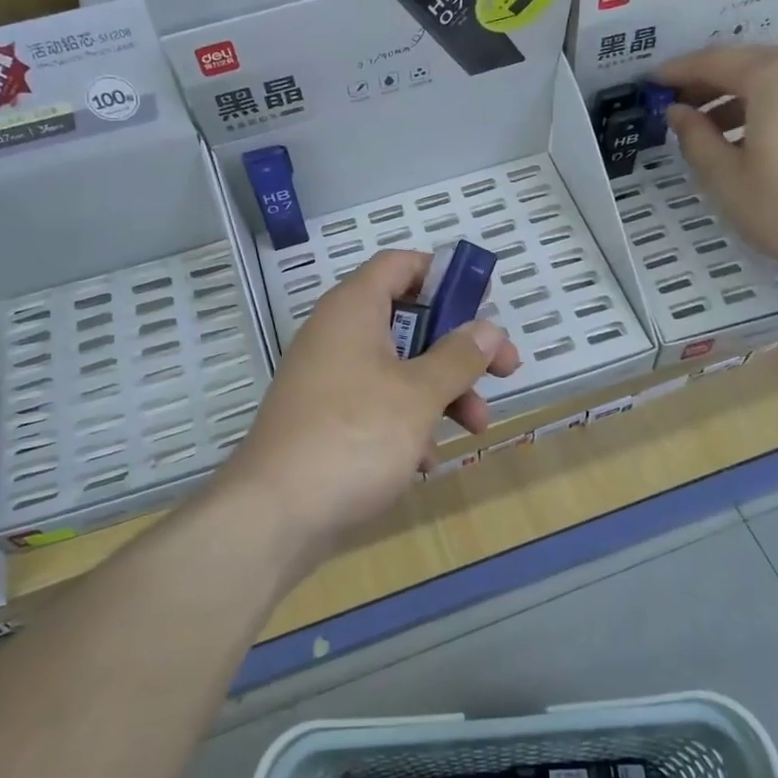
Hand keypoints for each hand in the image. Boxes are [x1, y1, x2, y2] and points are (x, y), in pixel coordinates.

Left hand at [215, 250, 520, 557]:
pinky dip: (407, 424)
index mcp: (353, 309)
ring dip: (441, 392)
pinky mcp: (325, 420)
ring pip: (397, 369)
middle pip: (408, 321)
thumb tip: (489, 328)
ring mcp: (328, 379)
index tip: (482, 302)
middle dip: (458, 348)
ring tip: (476, 427)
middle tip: (503, 371)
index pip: (399, 265)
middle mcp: (337, 335)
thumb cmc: (354, 436)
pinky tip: (425, 461)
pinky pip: (376, 406)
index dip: (443, 275)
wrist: (275, 513)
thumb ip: (458, 357)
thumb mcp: (418, 394)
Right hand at [654, 46, 777, 281]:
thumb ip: (695, 137)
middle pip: (748, 63)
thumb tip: (677, 112)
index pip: (715, 61)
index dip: (678, 70)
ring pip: (775, 79)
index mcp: (776, 78)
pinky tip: (747, 138)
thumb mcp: (725, 178)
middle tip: (675, 102)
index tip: (651, 82)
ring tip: (706, 127)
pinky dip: (766, 106)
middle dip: (708, 81)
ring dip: (736, 96)